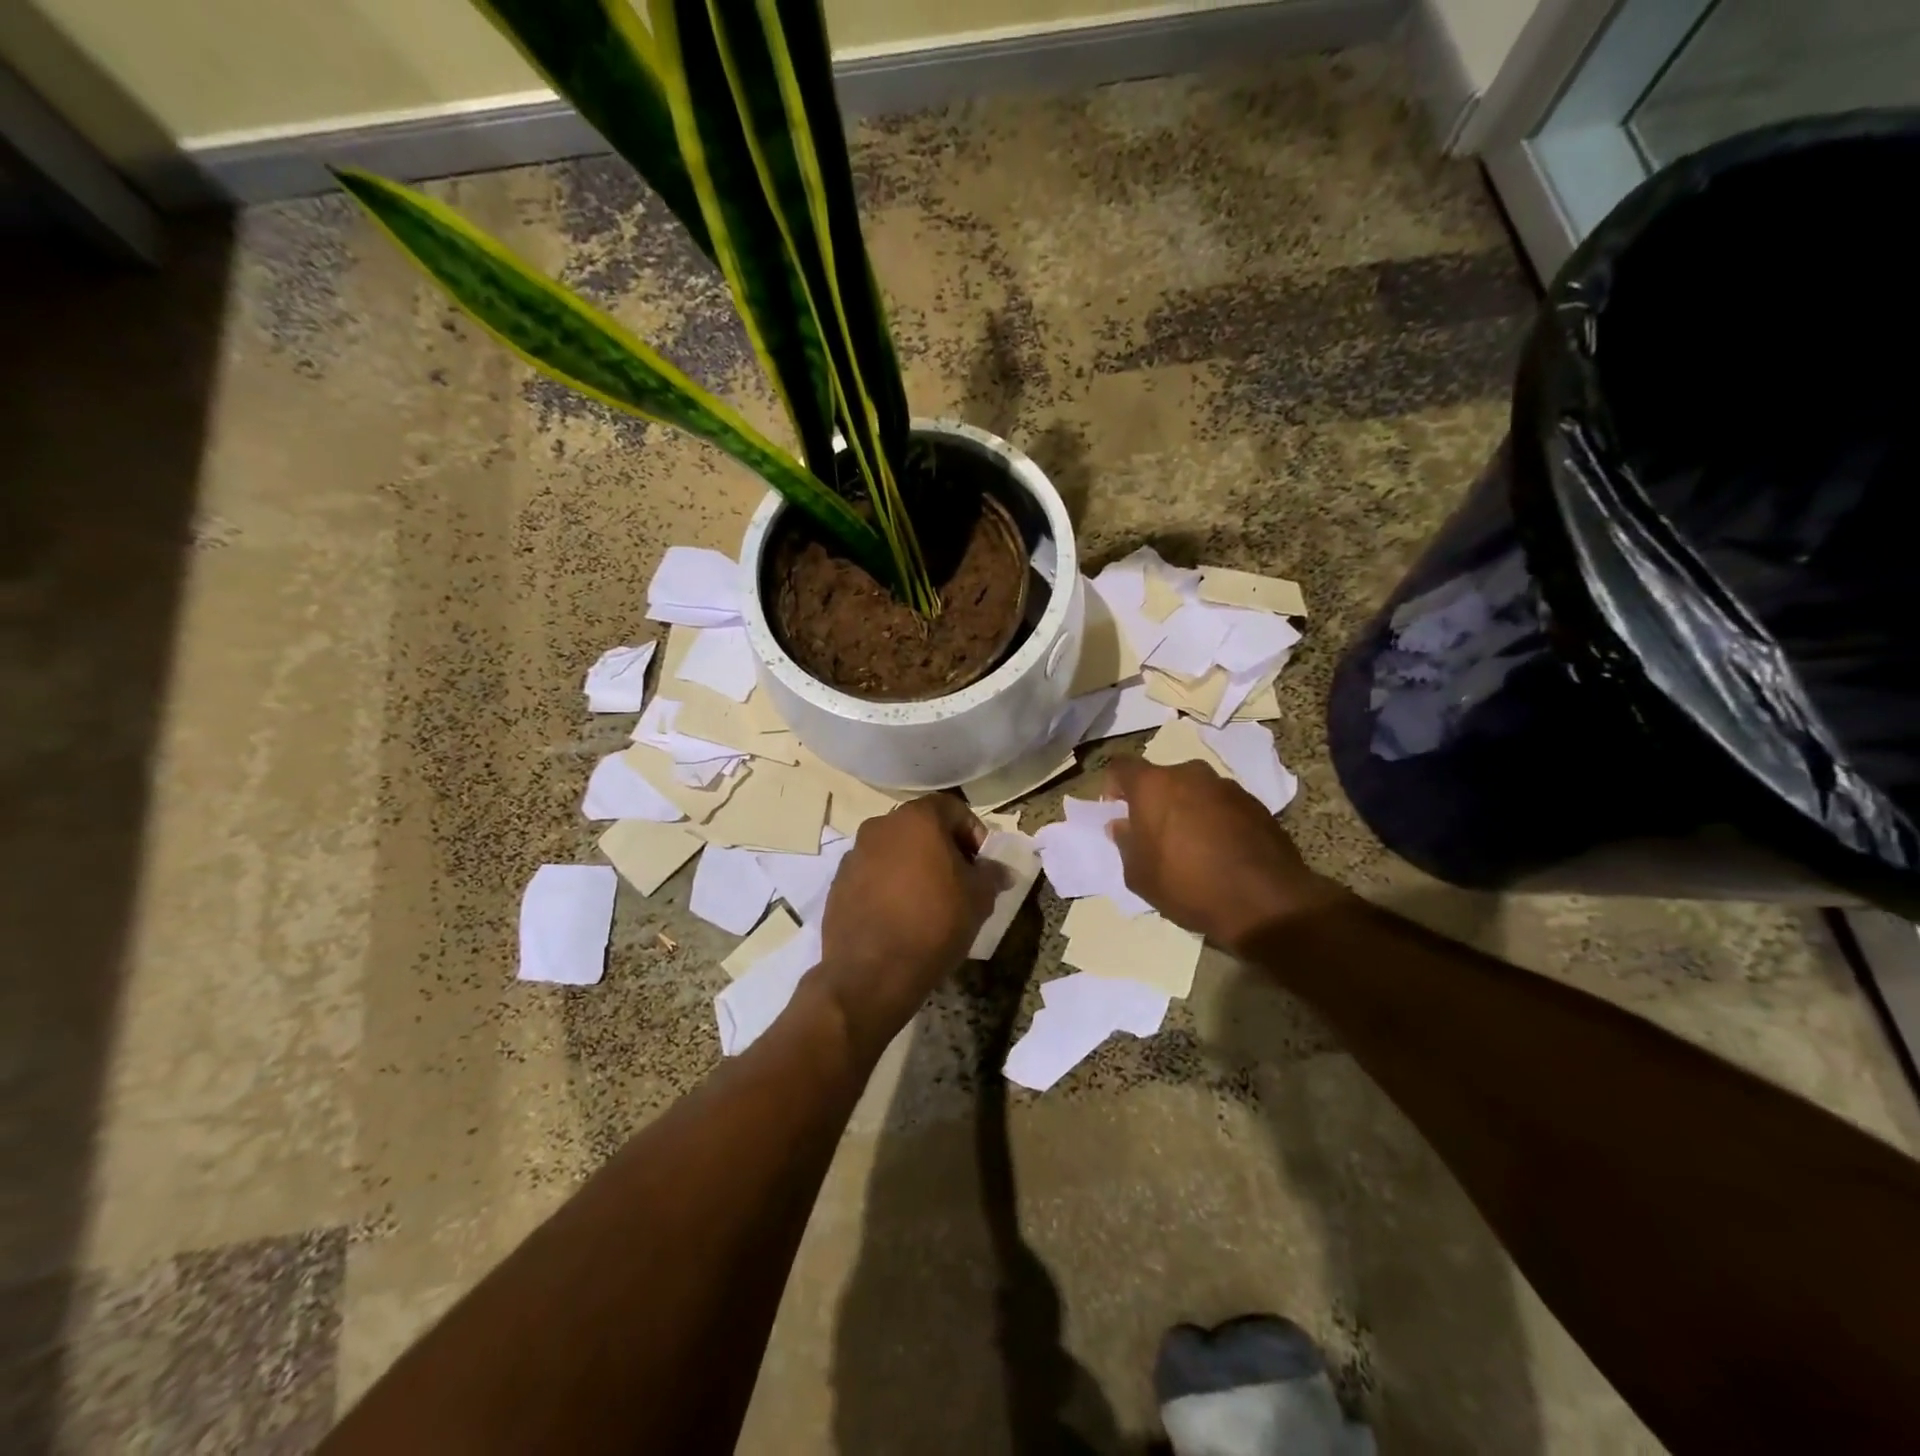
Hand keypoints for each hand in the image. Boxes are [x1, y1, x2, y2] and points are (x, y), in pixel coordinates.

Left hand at [816, 794, 997, 1057]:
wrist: (871, 972)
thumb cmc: (934, 924)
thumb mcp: (979, 899)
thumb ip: (991, 875)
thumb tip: (999, 870)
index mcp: (917, 818)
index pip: (952, 808)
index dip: (972, 832)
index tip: (980, 862)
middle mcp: (881, 825)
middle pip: (920, 826)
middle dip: (942, 848)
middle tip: (959, 880)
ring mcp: (854, 853)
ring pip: (894, 849)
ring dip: (913, 865)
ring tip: (929, 900)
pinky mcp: (838, 882)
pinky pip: (872, 873)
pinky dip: (888, 884)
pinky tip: (900, 915)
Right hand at [1102, 757, 1344, 952]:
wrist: (1265, 902)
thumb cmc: (1188, 885)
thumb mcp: (1139, 875)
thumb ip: (1125, 844)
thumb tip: (1122, 825)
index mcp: (1153, 785)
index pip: (1121, 766)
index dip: (1113, 786)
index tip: (1117, 811)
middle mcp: (1190, 774)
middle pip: (1161, 778)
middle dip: (1154, 800)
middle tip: (1154, 833)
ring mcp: (1227, 786)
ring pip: (1194, 790)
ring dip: (1187, 809)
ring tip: (1191, 846)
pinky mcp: (1256, 804)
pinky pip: (1222, 805)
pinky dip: (1215, 820)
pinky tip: (1220, 852)